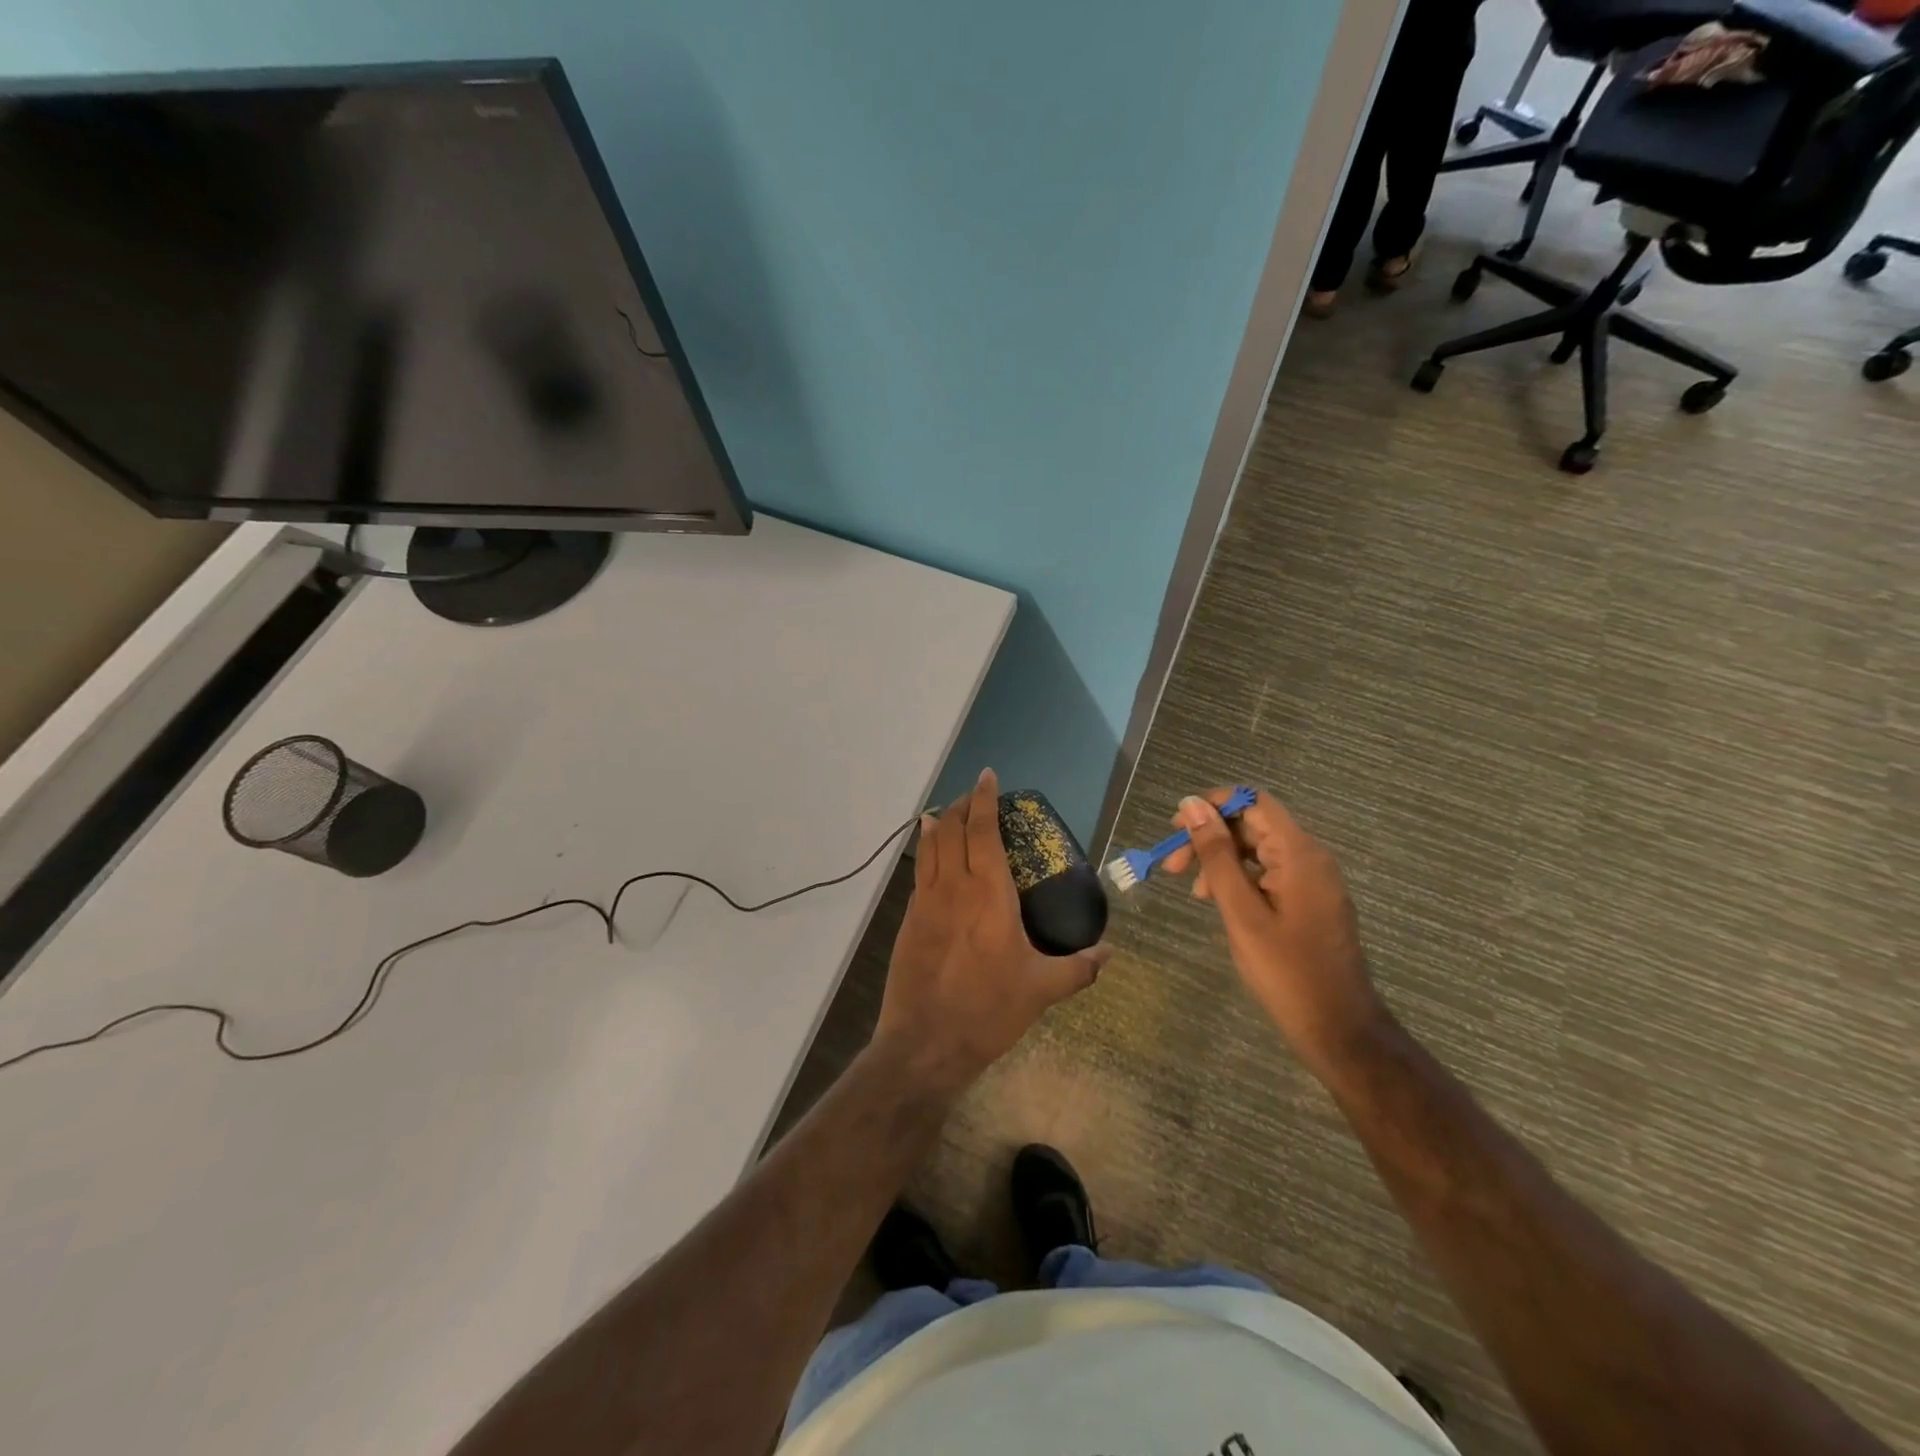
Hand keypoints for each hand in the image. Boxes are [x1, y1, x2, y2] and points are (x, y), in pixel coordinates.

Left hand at [877, 768, 1109, 1097]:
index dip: (984, 799)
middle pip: (951, 828)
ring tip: (948, 811)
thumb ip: (1079, 968)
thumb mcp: (1042, 990)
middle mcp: (954, 886)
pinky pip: (919, 871)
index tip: (988, 777)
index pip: (983, 830)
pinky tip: (931, 851)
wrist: (926, 1042)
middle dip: (962, 804)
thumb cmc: (988, 1010)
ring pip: (930, 845)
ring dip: (939, 821)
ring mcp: (926, 901)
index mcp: (989, 893)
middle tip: (975, 797)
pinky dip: (925, 849)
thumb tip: (1110, 952)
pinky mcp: (909, 919)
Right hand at [1163, 789, 1387, 1076]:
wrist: (1338, 1028)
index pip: (1253, 802)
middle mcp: (1310, 857)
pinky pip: (1269, 872)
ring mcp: (1313, 879)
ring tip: (1193, 891)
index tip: (1176, 827)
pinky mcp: (1310, 900)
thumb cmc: (1286, 971)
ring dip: (1220, 860)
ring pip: (1258, 849)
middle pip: (1253, 824)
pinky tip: (1218, 901)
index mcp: (1299, 853)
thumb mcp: (1241, 912)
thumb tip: (1193, 806)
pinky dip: (1239, 878)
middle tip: (1172, 866)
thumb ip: (1217, 856)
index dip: (1213, 804)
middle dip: (1210, 837)